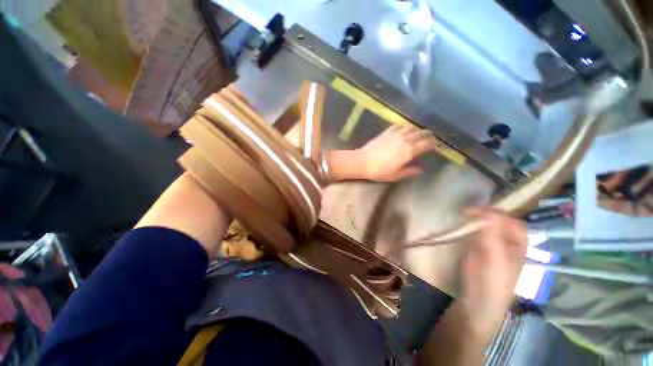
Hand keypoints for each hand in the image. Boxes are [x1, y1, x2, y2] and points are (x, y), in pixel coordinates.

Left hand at [357, 125, 436, 181]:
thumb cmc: (379, 171)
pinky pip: (398, 125)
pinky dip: (403, 125)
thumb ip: (409, 171)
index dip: (432, 144)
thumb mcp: (395, 175)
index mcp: (408, 152)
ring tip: (418, 131)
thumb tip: (421, 169)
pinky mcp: (386, 132)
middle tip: (430, 136)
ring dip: (416, 128)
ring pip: (410, 127)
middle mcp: (404, 140)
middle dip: (427, 134)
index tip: (435, 145)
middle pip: (420, 134)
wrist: (363, 162)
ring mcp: (395, 134)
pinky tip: (404, 127)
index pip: (425, 144)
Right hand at [459, 208, 526, 336]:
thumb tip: (487, 212)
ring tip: (463, 213)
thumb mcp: (495, 258)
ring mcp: (492, 244)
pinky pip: (476, 231)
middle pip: (499, 221)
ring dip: (476, 217)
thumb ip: (493, 235)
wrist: (476, 300)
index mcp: (518, 245)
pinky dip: (469, 224)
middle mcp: (507, 241)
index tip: (475, 210)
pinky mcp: (478, 247)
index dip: (497, 214)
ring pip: (487, 225)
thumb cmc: (491, 281)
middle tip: (467, 210)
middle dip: (485, 213)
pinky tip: (462, 223)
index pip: (512, 221)